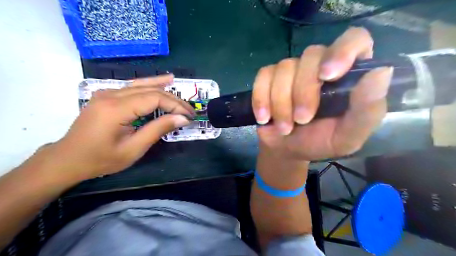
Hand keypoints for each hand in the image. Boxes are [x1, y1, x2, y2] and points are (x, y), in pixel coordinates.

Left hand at [31, 74, 195, 181]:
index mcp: (116, 109)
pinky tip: (161, 80)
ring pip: (142, 85)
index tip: (189, 116)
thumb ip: (158, 129)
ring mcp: (107, 93)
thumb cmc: (101, 159)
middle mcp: (111, 95)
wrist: (68, 159)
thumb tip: (182, 119)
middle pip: (150, 90)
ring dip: (163, 88)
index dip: (175, 105)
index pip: (154, 98)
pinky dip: (149, 84)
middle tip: (189, 110)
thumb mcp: (133, 149)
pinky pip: (133, 87)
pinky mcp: (107, 96)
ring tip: (178, 84)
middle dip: (173, 99)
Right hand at [251, 27, 393, 159]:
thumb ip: (366, 110)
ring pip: (284, 68)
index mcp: (347, 76)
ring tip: (284, 127)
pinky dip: (261, 99)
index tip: (327, 75)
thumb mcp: (348, 136)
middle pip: (311, 55)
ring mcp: (292, 71)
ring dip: (281, 103)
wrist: (287, 150)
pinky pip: (263, 77)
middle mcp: (320, 66)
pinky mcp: (269, 78)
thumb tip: (381, 72)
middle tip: (301, 120)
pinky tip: (264, 118)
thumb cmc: (319, 143)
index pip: (354, 40)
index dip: (342, 51)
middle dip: (303, 92)